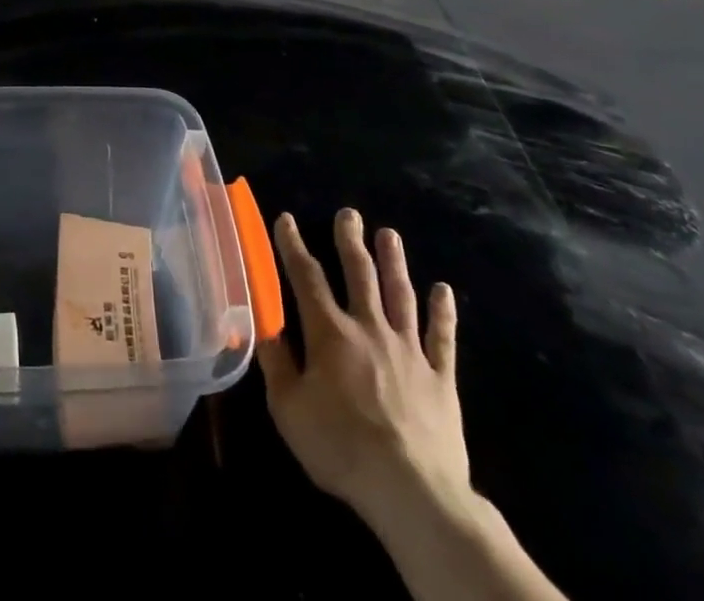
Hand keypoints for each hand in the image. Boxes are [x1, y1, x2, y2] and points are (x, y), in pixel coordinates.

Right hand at [259, 210, 470, 532]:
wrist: (411, 491)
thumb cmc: (340, 447)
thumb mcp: (288, 407)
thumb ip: (275, 360)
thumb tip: (260, 320)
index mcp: (329, 332)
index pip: (306, 277)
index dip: (293, 245)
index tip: (286, 219)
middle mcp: (369, 328)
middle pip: (359, 274)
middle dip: (350, 240)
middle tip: (349, 213)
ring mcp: (408, 350)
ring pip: (400, 295)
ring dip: (394, 262)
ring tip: (389, 234)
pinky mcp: (440, 377)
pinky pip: (442, 338)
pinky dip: (443, 313)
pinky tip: (443, 290)